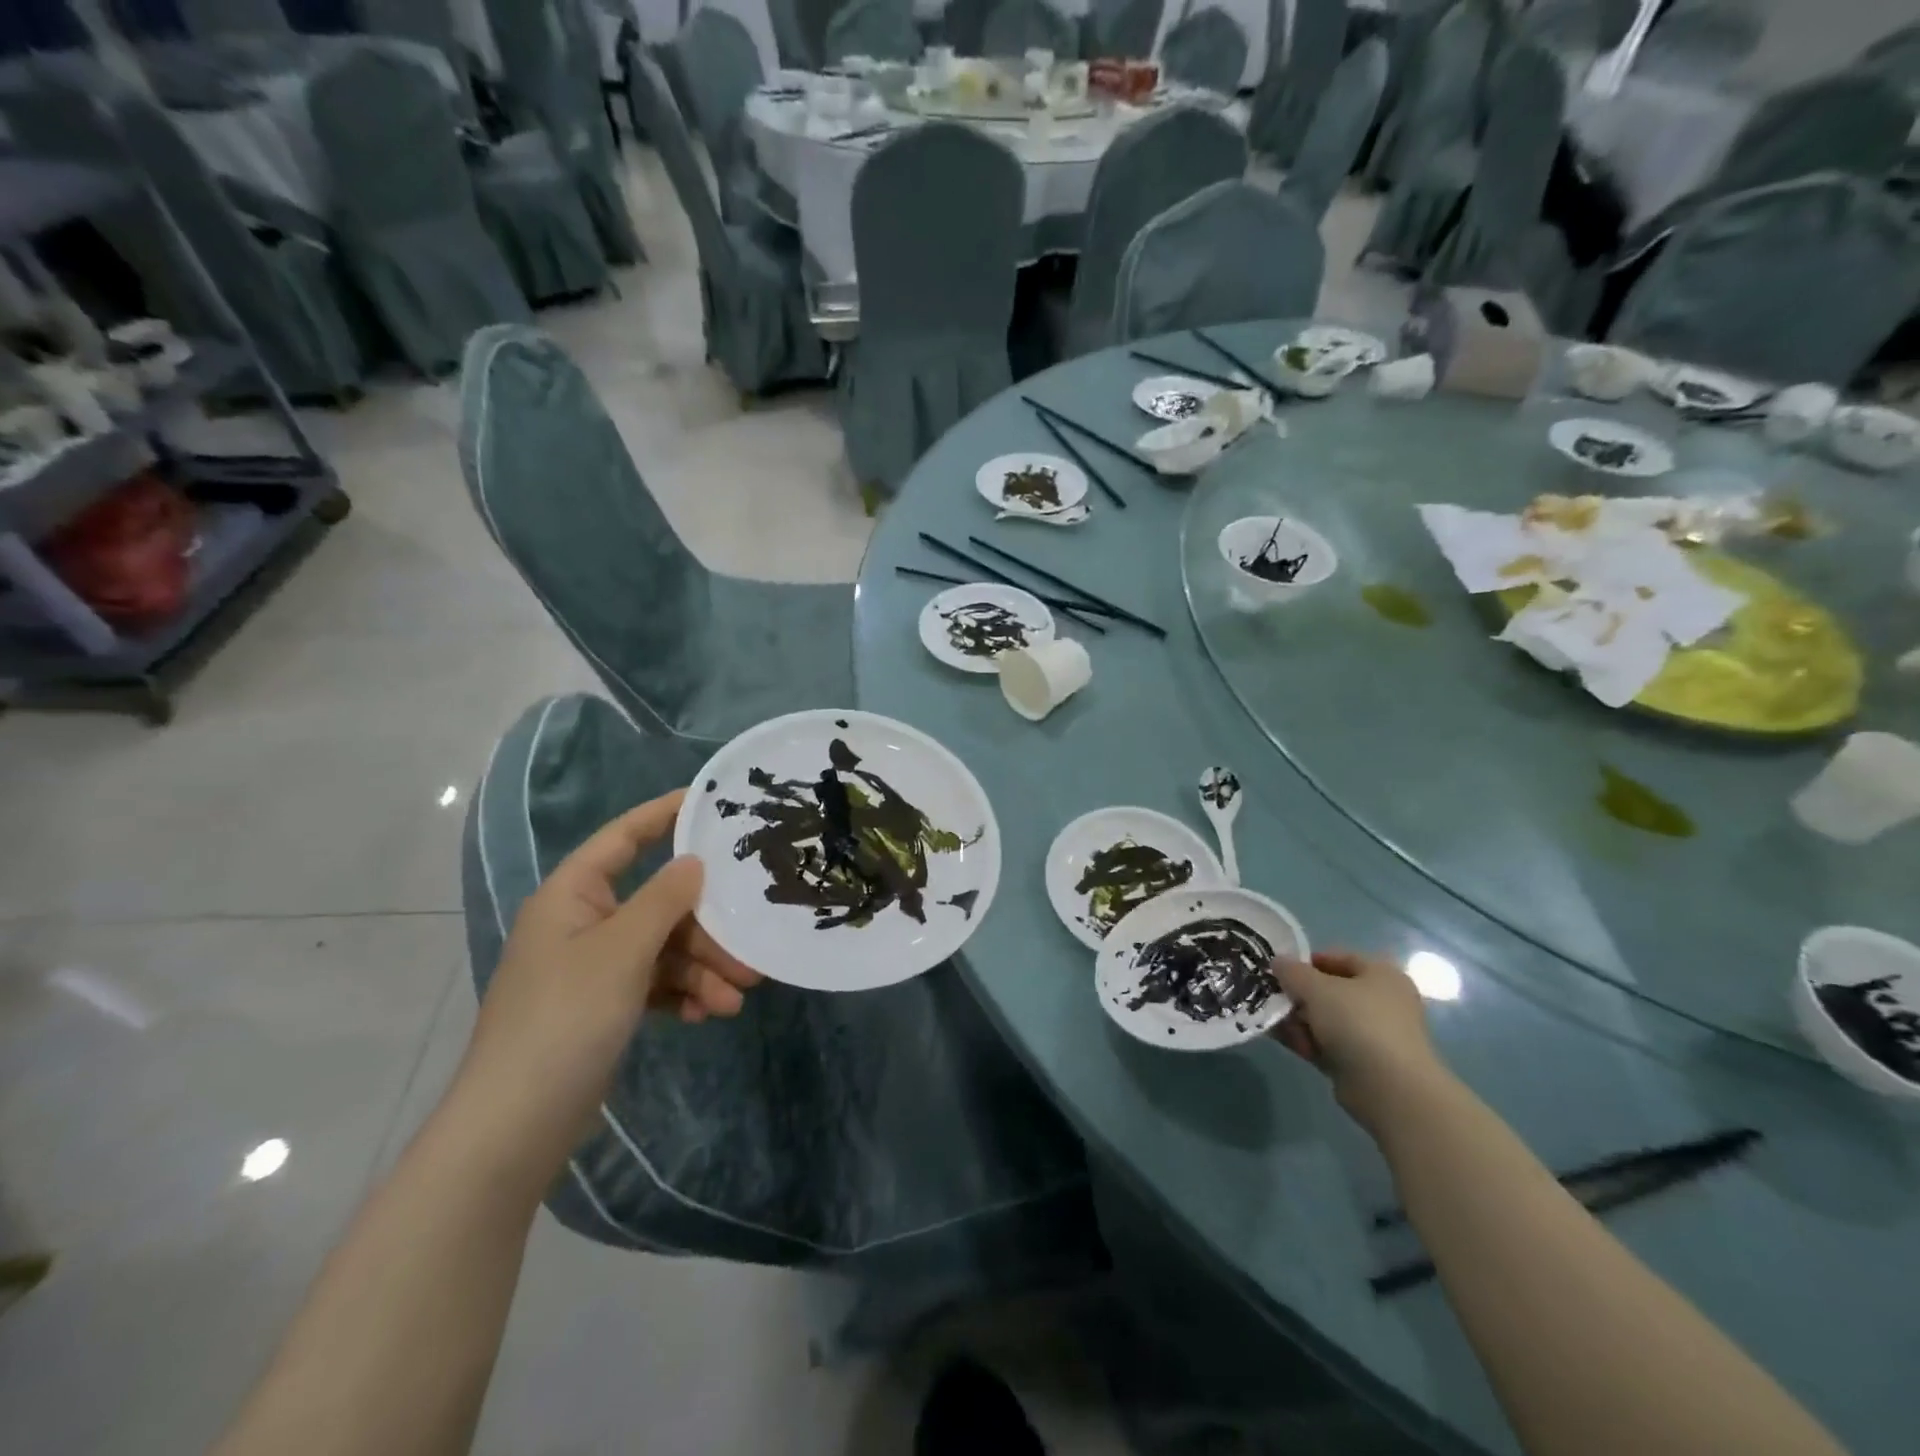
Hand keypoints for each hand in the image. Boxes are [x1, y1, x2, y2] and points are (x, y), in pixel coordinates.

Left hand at [458, 790, 762, 1165]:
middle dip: (705, 928)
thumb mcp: (622, 951)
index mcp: (573, 896)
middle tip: (749, 948)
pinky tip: (708, 1014)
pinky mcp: (603, 1006)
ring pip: (662, 949)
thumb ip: (664, 900)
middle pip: (658, 904)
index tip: (712, 801)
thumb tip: (694, 861)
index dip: (664, 815)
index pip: (623, 838)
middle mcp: (583, 923)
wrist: (515, 1125)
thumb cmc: (565, 1018)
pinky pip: (654, 984)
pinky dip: (682, 994)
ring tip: (736, 997)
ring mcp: (593, 967)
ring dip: (701, 969)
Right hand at [1271, 949, 1447, 1135]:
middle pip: (1330, 991)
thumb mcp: (1315, 987)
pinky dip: (1307, 1041)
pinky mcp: (1363, 1063)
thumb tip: (1278, 961)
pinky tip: (1285, 1041)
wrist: (1389, 1088)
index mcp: (1382, 975)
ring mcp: (1374, 1035)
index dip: (1308, 960)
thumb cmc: (1357, 1022)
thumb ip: (1292, 971)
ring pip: (1326, 1019)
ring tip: (1273, 1022)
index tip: (1281, 970)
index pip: (1340, 958)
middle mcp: (1382, 1002)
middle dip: (1298, 995)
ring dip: (1298, 1020)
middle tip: (1272, 997)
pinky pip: (1328, 1044)